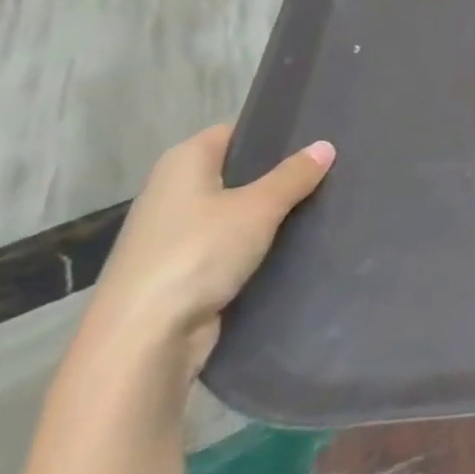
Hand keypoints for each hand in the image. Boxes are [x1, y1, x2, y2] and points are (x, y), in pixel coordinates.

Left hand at [88, 125, 333, 376]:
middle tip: (331, 169)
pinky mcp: (182, 271)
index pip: (236, 132)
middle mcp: (173, 191)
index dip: (275, 133)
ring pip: (236, 212)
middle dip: (280, 175)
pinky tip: (295, 245)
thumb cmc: (197, 254)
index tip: (318, 137)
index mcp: (183, 162)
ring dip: (271, 214)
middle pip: (238, 172)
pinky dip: (257, 245)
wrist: (142, 341)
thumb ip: (294, 175)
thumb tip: (325, 146)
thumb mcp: (257, 208)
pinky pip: (229, 246)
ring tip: (323, 204)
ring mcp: (175, 234)